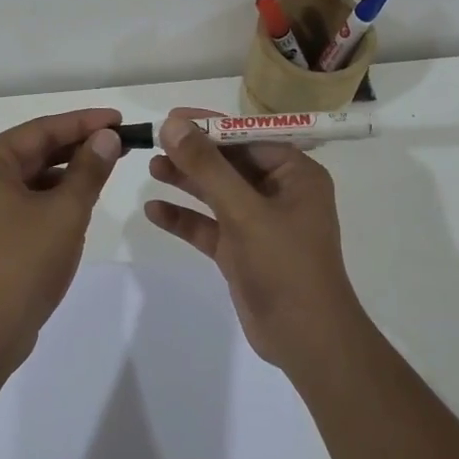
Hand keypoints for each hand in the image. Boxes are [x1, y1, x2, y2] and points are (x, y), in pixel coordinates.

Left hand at [0, 108, 123, 371]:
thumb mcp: (65, 211)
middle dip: (79, 145)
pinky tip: (83, 198)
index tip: (120, 119)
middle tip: (122, 141)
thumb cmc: (23, 264)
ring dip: (69, 171)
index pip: (42, 129)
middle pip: (36, 149)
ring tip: (109, 166)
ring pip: (34, 176)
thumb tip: (108, 137)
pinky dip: (55, 195)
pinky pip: (28, 199)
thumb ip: (89, 169)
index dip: (84, 122)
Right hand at [143, 108, 369, 372]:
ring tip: (151, 167)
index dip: (209, 126)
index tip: (171, 118)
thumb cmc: (285, 265)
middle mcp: (279, 193)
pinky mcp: (242, 251)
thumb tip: (173, 124)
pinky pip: (209, 226)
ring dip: (186, 181)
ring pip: (217, 193)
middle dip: (193, 154)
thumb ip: (207, 167)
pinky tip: (154, 211)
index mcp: (295, 175)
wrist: (307, 341)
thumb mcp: (244, 211)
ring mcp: (259, 223)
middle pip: (230, 163)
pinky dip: (184, 218)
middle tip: (153, 142)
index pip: (247, 137)